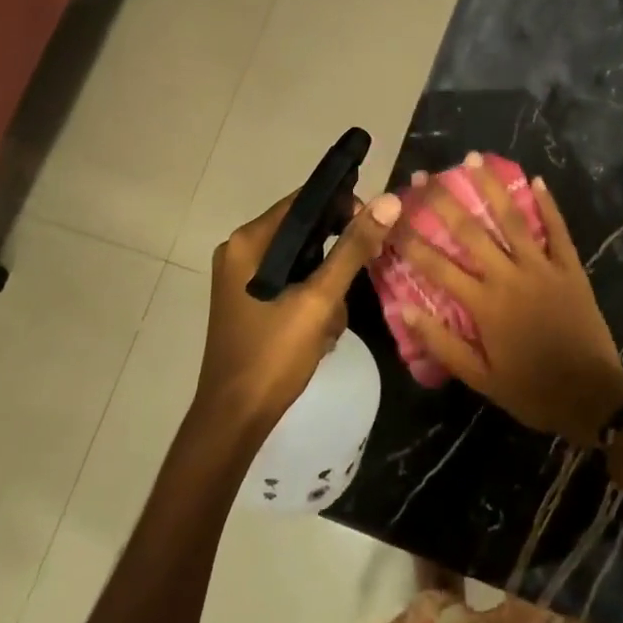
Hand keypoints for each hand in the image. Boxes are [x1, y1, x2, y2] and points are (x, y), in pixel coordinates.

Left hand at [199, 188, 400, 435]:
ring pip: (302, 261)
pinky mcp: (249, 301)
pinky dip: (312, 300)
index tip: (373, 229)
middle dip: (335, 257)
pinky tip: (320, 333)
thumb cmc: (273, 355)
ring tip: (331, 323)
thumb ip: (353, 249)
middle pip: (304, 232)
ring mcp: (242, 278)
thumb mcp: (319, 300)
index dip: (342, 206)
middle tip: (357, 281)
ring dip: (326, 286)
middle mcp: (240, 251)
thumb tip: (388, 201)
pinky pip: (291, 283)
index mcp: (248, 242)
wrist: (234, 420)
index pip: (304, 201)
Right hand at [395, 155, 622, 445]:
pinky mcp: (570, 268)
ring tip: (474, 158)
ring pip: (512, 219)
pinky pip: (558, 230)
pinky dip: (548, 205)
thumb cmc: (531, 391)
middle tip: (424, 175)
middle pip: (470, 231)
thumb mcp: (480, 378)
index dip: (410, 239)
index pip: (437, 265)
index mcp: (483, 304)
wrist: (592, 397)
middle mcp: (509, 276)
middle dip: (443, 201)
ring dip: (492, 187)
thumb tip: (406, 308)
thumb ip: (442, 343)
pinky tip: (537, 180)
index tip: (391, 217)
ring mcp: (542, 268)